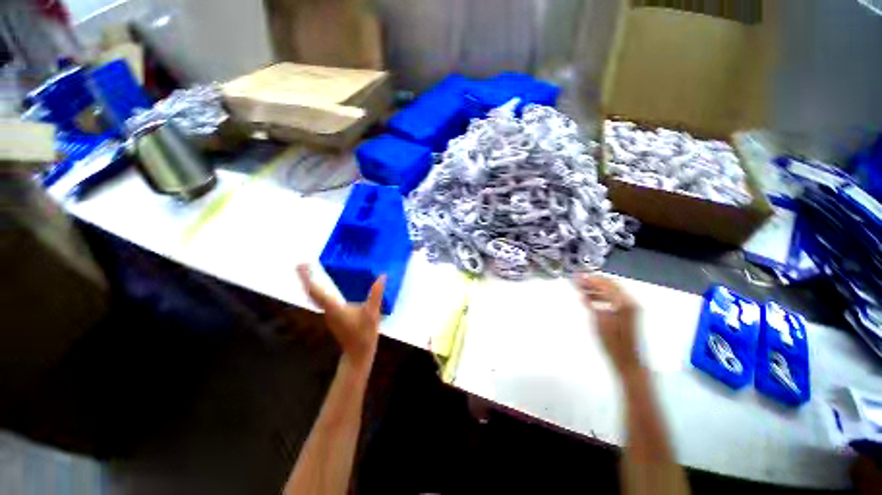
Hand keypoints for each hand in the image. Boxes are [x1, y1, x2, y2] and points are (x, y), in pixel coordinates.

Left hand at [297, 264, 385, 372]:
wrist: (358, 353)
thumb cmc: (364, 334)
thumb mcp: (373, 313)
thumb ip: (376, 295)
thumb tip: (382, 276)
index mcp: (334, 308)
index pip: (317, 291)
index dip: (308, 278)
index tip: (301, 264)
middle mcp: (327, 310)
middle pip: (312, 293)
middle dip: (306, 278)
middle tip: (302, 264)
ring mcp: (329, 314)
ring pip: (315, 297)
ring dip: (311, 284)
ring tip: (309, 272)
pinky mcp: (333, 317)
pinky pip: (321, 300)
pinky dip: (318, 290)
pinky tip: (323, 287)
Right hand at [576, 274, 641, 376]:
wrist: (628, 360)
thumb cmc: (612, 342)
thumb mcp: (598, 320)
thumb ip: (590, 303)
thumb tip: (582, 292)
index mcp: (624, 302)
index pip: (605, 283)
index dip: (590, 278)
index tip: (577, 276)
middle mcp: (629, 301)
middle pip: (610, 284)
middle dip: (593, 281)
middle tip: (578, 280)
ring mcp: (630, 307)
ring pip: (611, 291)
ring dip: (596, 288)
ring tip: (581, 289)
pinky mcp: (628, 313)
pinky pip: (614, 298)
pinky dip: (602, 296)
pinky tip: (590, 299)